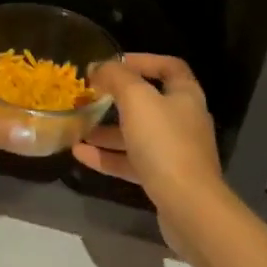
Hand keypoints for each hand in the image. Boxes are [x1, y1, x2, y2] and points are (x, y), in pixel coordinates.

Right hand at [72, 54, 225, 255]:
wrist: (189, 206)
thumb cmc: (164, 143)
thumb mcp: (136, 99)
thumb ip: (116, 77)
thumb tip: (99, 68)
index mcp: (185, 96)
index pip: (168, 67)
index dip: (142, 60)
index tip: (113, 63)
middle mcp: (183, 120)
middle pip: (148, 102)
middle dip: (115, 99)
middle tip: (89, 97)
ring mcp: (174, 152)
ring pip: (136, 134)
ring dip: (106, 131)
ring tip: (77, 128)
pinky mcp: (163, 178)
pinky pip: (131, 161)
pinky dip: (107, 156)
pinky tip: (80, 154)